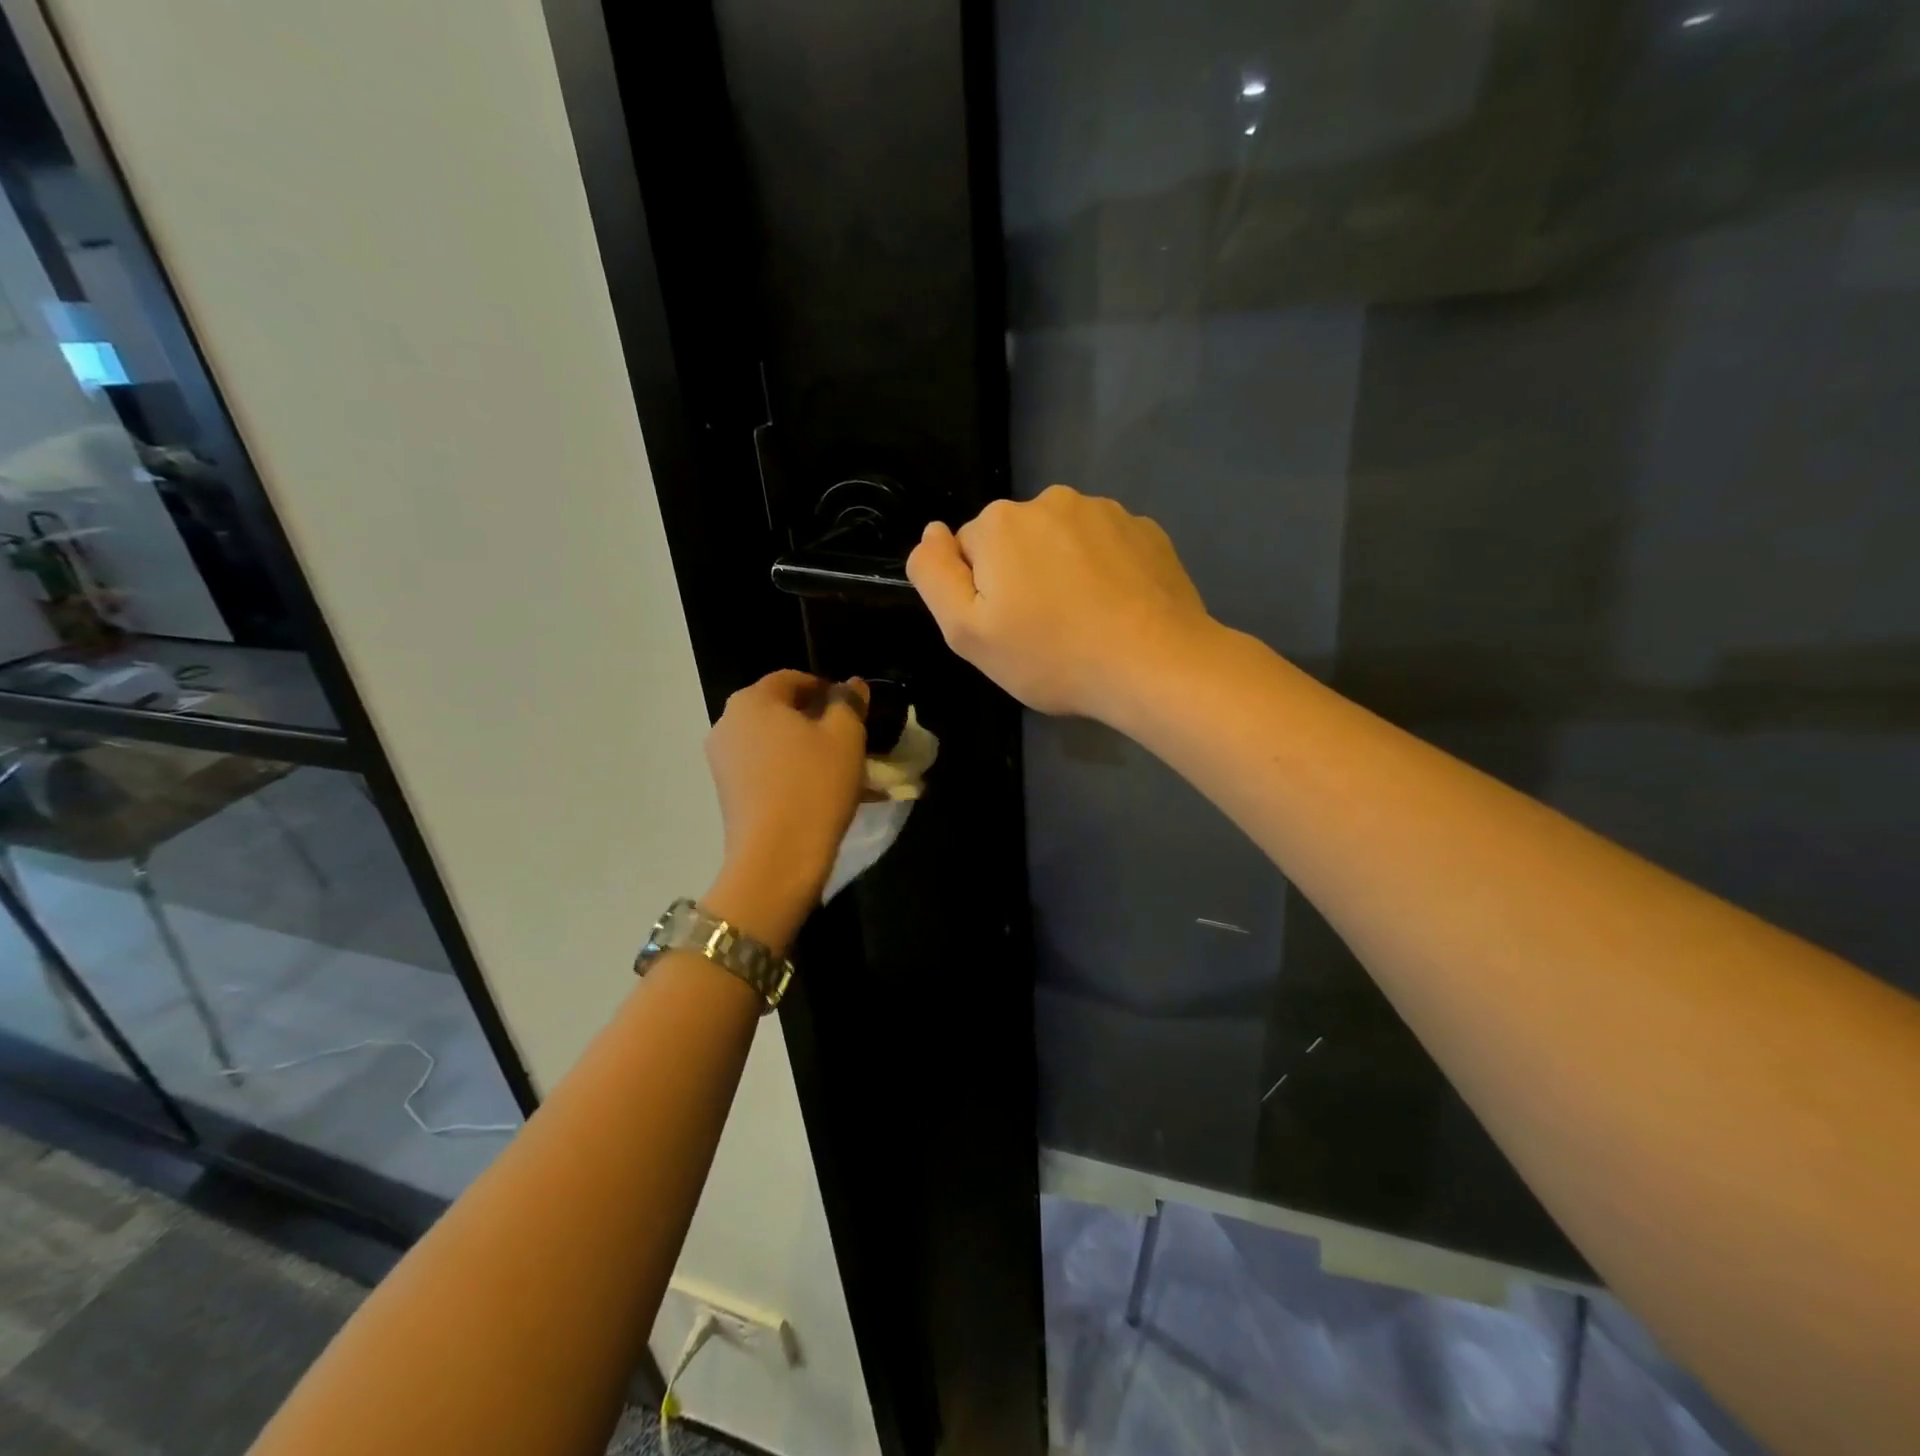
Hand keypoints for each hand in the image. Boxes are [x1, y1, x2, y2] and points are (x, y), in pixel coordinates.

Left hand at [703, 671, 867, 942]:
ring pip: (774, 743)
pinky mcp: (728, 793)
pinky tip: (821, 791)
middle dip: (816, 720)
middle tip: (850, 739)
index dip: (827, 688)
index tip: (854, 709)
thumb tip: (851, 684)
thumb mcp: (846, 736)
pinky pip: (766, 770)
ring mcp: (722, 761)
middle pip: (780, 711)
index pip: (793, 679)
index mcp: (753, 700)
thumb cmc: (815, 785)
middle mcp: (728, 723)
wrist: (777, 858)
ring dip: (806, 749)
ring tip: (840, 769)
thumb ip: (849, 703)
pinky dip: (792, 772)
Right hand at [907, 485, 1215, 720]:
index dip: (981, 594)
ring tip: (1084, 622)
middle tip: (1044, 630)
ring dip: (1063, 570)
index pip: (969, 551)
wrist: (1154, 664)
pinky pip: (1107, 546)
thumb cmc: (1052, 656)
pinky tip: (1117, 610)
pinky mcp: (1146, 530)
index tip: (1007, 628)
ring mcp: (1105, 511)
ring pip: (1063, 540)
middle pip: (1016, 541)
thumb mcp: (967, 633)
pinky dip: (1104, 571)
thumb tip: (931, 532)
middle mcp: (1051, 500)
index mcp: (1000, 523)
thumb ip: (934, 576)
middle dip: (1021, 576)